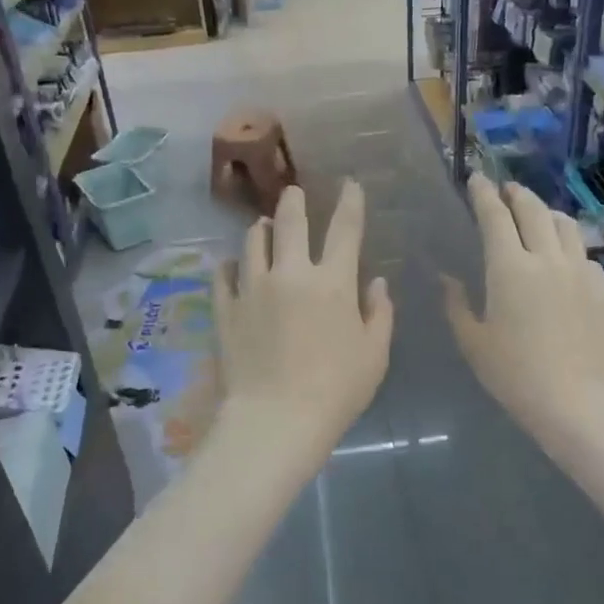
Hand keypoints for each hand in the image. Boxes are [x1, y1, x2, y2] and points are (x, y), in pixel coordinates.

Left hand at [213, 181, 392, 472]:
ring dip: (261, 229)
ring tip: (263, 226)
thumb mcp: (374, 355)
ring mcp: (253, 288)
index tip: (350, 184)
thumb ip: (379, 314)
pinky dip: (230, 264)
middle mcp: (290, 274)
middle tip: (293, 191)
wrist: (275, 419)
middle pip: (291, 223)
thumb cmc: (336, 390)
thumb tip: (376, 282)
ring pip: (253, 242)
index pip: (345, 230)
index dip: (350, 202)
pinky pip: (223, 275)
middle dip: (294, 201)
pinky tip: (232, 264)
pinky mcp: (225, 309)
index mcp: (333, 282)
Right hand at [445, 175, 603, 454]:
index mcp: (509, 268)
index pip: (494, 216)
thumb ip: (457, 305)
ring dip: (546, 212)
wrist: (581, 403)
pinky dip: (569, 244)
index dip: (483, 193)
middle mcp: (547, 258)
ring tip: (537, 215)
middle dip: (516, 194)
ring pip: (565, 225)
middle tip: (506, 189)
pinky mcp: (603, 289)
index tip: (476, 178)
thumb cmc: (516, 376)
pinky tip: (565, 257)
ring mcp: (581, 272)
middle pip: (533, 210)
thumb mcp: (475, 344)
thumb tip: (446, 278)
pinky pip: (584, 253)